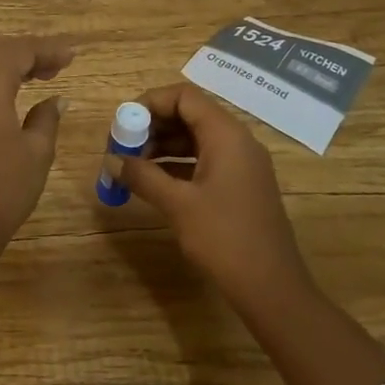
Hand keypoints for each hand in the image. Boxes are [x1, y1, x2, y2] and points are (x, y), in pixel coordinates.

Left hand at [0, 36, 72, 263]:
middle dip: (25, 52)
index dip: (47, 50)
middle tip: (55, 66)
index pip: (18, 51)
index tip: (71, 56)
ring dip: (5, 64)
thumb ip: (46, 118)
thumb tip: (57, 100)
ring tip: (35, 77)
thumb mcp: (36, 153)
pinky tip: (7, 96)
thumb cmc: (1, 189)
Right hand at [116, 83, 312, 311]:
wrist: (272, 288)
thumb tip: (112, 161)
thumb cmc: (224, 238)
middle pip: (189, 114)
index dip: (150, 103)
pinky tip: (154, 181)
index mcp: (226, 134)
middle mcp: (237, 140)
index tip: (123, 124)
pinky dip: (178, 164)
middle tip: (123, 147)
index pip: (184, 96)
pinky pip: (205, 159)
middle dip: (153, 126)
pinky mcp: (241, 185)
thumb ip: (143, 176)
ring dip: (163, 146)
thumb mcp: (178, 205)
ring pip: (196, 138)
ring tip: (132, 165)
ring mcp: (242, 164)